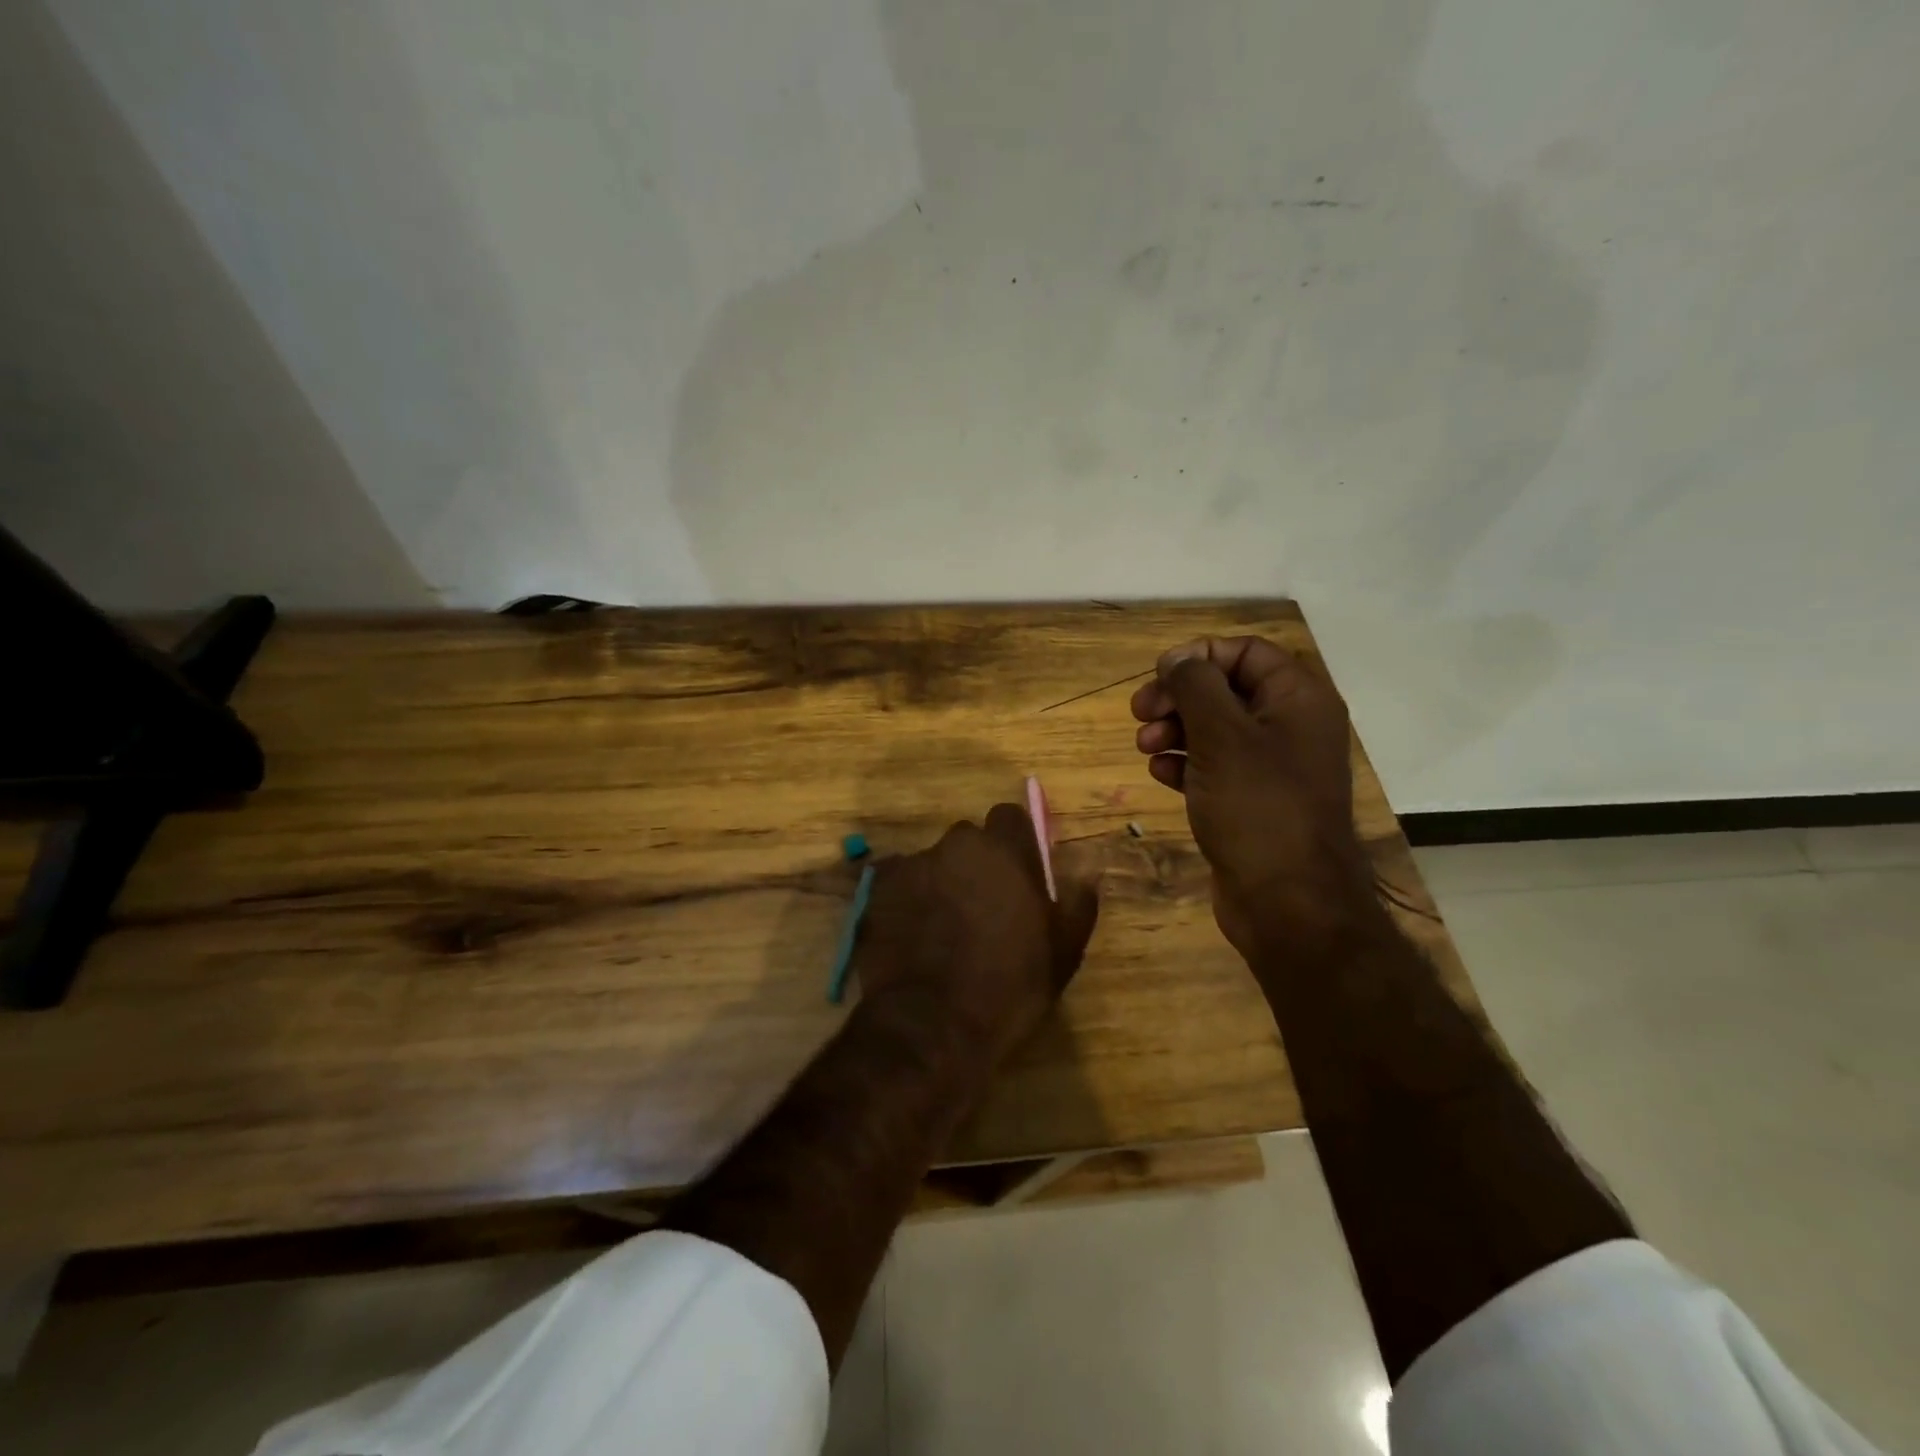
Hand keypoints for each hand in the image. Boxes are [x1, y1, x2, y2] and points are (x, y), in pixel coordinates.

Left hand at [856, 805, 1099, 1061]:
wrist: (931, 1027)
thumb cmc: (1009, 988)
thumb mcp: (1063, 952)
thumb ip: (1077, 901)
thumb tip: (1086, 870)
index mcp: (1003, 851)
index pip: (1010, 817)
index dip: (1015, 843)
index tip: (1018, 873)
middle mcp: (954, 846)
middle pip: (968, 842)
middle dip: (975, 865)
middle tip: (983, 909)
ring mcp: (910, 867)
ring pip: (932, 864)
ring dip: (940, 885)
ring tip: (942, 931)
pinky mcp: (875, 892)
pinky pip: (897, 886)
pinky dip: (907, 903)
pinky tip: (912, 939)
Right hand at [1130, 636, 1372, 952]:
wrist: (1287, 902)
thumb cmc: (1257, 807)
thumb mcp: (1221, 736)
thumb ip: (1196, 686)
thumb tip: (1178, 657)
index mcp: (1298, 699)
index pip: (1246, 652)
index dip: (1200, 656)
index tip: (1159, 675)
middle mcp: (1290, 726)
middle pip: (1226, 689)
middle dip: (1179, 696)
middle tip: (1140, 712)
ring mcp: (1272, 767)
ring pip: (1215, 729)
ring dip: (1175, 729)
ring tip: (1144, 746)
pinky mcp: (1252, 801)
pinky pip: (1214, 767)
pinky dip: (1185, 763)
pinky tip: (1159, 773)